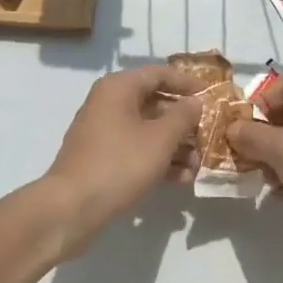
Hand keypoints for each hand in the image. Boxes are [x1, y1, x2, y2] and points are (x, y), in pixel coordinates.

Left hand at [38, 65, 203, 257]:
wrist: (71, 208)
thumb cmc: (119, 164)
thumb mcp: (159, 139)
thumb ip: (182, 116)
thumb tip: (195, 102)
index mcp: (119, 87)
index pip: (160, 74)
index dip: (187, 84)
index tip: (211, 96)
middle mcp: (109, 102)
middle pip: (154, 102)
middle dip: (183, 121)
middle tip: (208, 135)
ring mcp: (103, 131)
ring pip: (147, 129)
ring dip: (174, 144)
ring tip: (198, 164)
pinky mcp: (102, 157)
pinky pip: (136, 149)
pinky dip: (157, 159)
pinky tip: (181, 178)